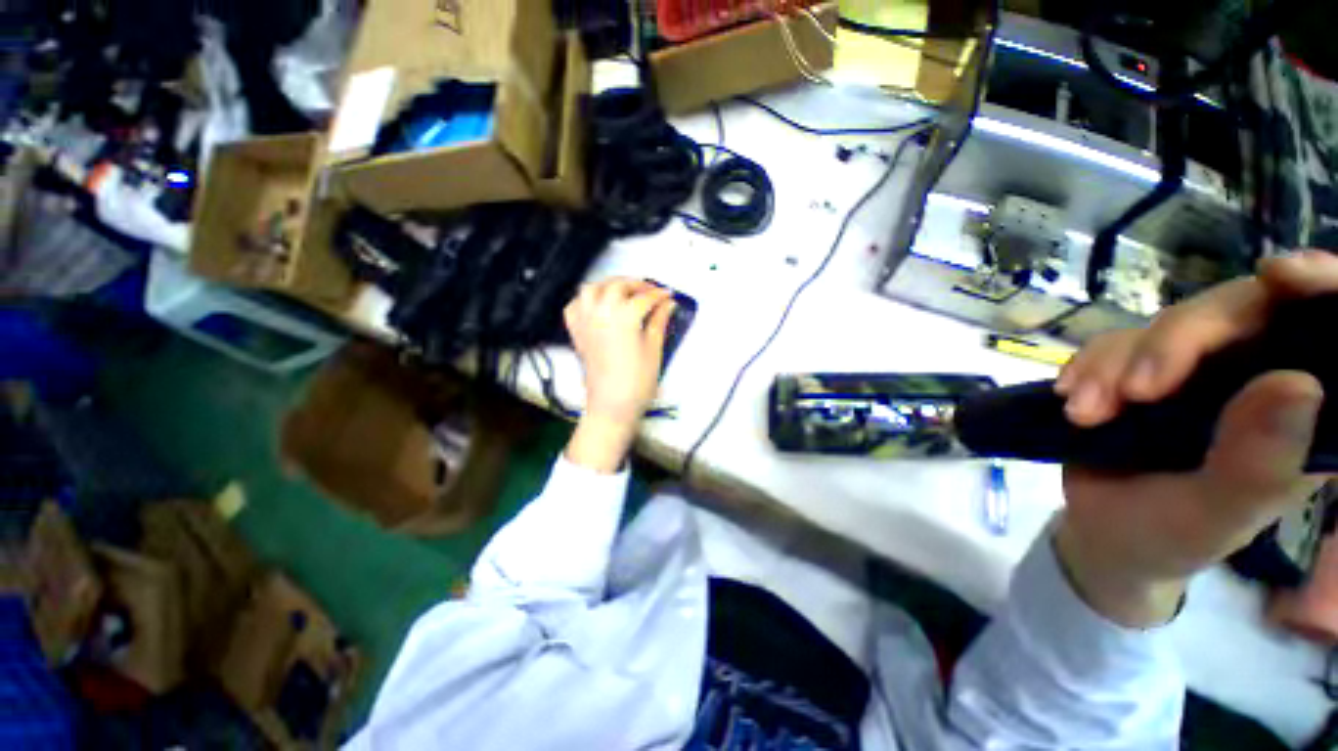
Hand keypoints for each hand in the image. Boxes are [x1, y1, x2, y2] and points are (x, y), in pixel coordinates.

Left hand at [562, 278, 675, 472]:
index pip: (644, 298)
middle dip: (636, 284)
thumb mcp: (654, 351)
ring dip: (609, 285)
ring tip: (624, 292)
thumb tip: (668, 305)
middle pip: (617, 286)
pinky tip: (598, 305)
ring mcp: (585, 322)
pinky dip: (586, 299)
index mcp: (623, 318)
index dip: (659, 295)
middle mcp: (601, 314)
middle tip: (651, 292)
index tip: (668, 296)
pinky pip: (575, 306)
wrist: (611, 407)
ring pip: (592, 289)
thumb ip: (659, 323)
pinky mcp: (577, 334)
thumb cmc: (636, 384)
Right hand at [1051, 251, 1336, 626]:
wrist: (1105, 533)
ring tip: (1085, 413)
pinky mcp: (1143, 368)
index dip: (1318, 286)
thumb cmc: (1173, 535)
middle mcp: (1260, 374)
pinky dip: (1087, 366)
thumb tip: (1298, 383)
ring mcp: (1199, 368)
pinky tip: (1070, 398)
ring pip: (1166, 324)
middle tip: (1135, 391)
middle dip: (1178, 342)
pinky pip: (1114, 341)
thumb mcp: (1216, 515)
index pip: (1326, 326)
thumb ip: (1257, 463)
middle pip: (1235, 310)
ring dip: (1116, 365)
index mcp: (1304, 411)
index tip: (1280, 276)